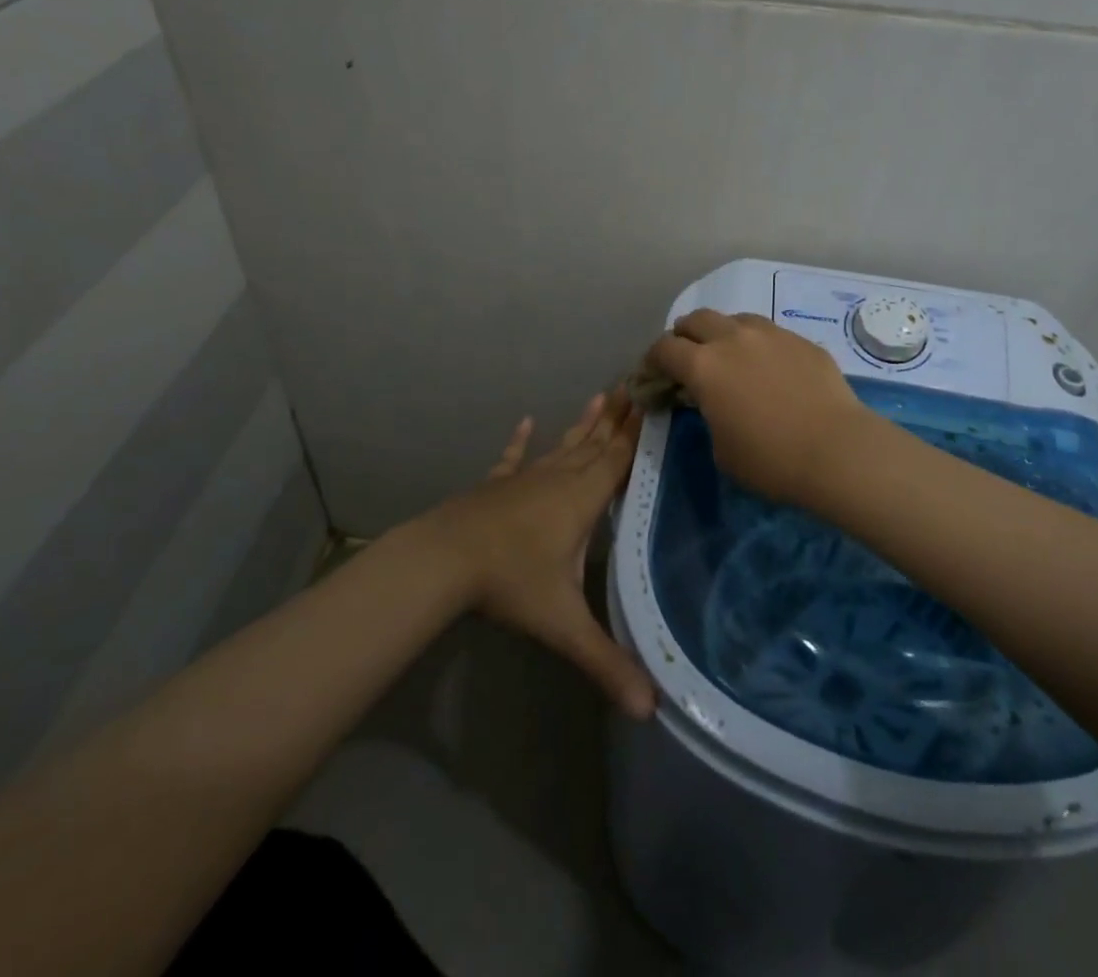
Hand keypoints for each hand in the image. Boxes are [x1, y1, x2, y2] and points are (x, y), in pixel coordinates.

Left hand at [418, 392, 655, 718]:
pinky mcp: (497, 486)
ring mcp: (525, 480)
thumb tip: (651, 711)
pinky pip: (514, 459)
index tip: (654, 400)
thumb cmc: (510, 582)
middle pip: (595, 444)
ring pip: (563, 446)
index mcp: (582, 500)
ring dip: (583, 423)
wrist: (443, 560)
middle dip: (617, 418)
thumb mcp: (563, 624)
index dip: (639, 433)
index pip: (619, 460)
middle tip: (634, 385)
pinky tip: (525, 422)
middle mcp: (558, 479)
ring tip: (600, 395)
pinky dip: (520, 442)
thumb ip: (606, 663)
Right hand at [645, 310, 871, 502]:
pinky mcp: (801, 341)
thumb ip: (708, 415)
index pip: (664, 348)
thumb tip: (713, 404)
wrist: (837, 450)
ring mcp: (770, 335)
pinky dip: (757, 344)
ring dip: (722, 333)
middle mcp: (733, 339)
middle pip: (696, 319)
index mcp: (704, 366)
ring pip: (735, 319)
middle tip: (687, 358)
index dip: (652, 361)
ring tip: (729, 356)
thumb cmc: (770, 460)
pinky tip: (769, 368)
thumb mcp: (721, 449)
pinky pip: (769, 333)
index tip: (654, 375)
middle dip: (684, 336)